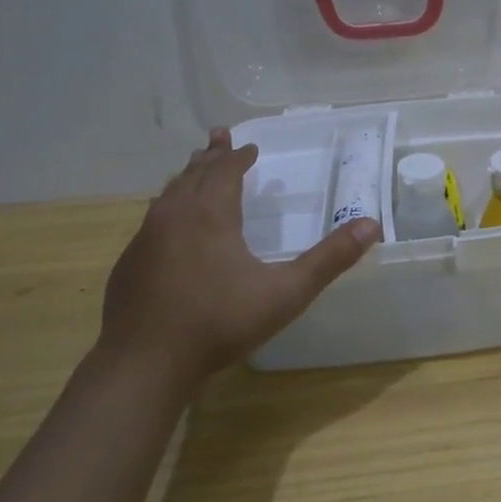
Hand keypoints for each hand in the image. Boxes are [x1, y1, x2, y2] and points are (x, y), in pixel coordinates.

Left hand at [99, 128, 379, 379]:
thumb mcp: (286, 292)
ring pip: (167, 195)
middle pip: (192, 174)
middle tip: (218, 136)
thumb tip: (371, 225)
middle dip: (210, 156)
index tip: (251, 148)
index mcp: (209, 214)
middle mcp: (173, 216)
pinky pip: (152, 221)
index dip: (238, 156)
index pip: (224, 170)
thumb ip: (329, 259)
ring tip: (194, 170)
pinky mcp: (128, 265)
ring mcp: (145, 240)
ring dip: (186, 178)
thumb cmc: (219, 322)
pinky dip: (168, 208)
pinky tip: (171, 226)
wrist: (145, 364)